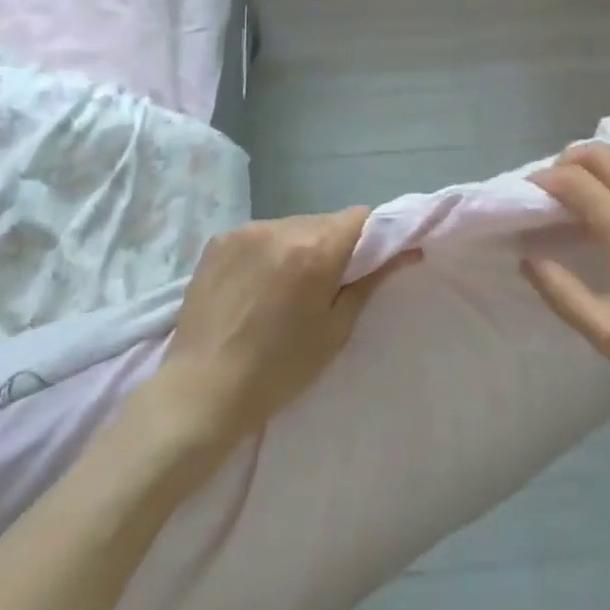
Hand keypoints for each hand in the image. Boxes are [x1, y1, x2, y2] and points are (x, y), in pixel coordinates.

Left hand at [156, 208, 418, 444]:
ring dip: (297, 247)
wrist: (201, 392)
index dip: (369, 237)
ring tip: (283, 289)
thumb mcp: (335, 331)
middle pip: (324, 221)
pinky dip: (265, 252)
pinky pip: (258, 235)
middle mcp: (282, 227)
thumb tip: (408, 250)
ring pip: (291, 226)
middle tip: (323, 285)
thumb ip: (370, 282)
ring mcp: (246, 230)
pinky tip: (253, 287)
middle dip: (331, 245)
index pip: (360, 217)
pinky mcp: (219, 239)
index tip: (364, 264)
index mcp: (316, 250)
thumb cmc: (279, 370)